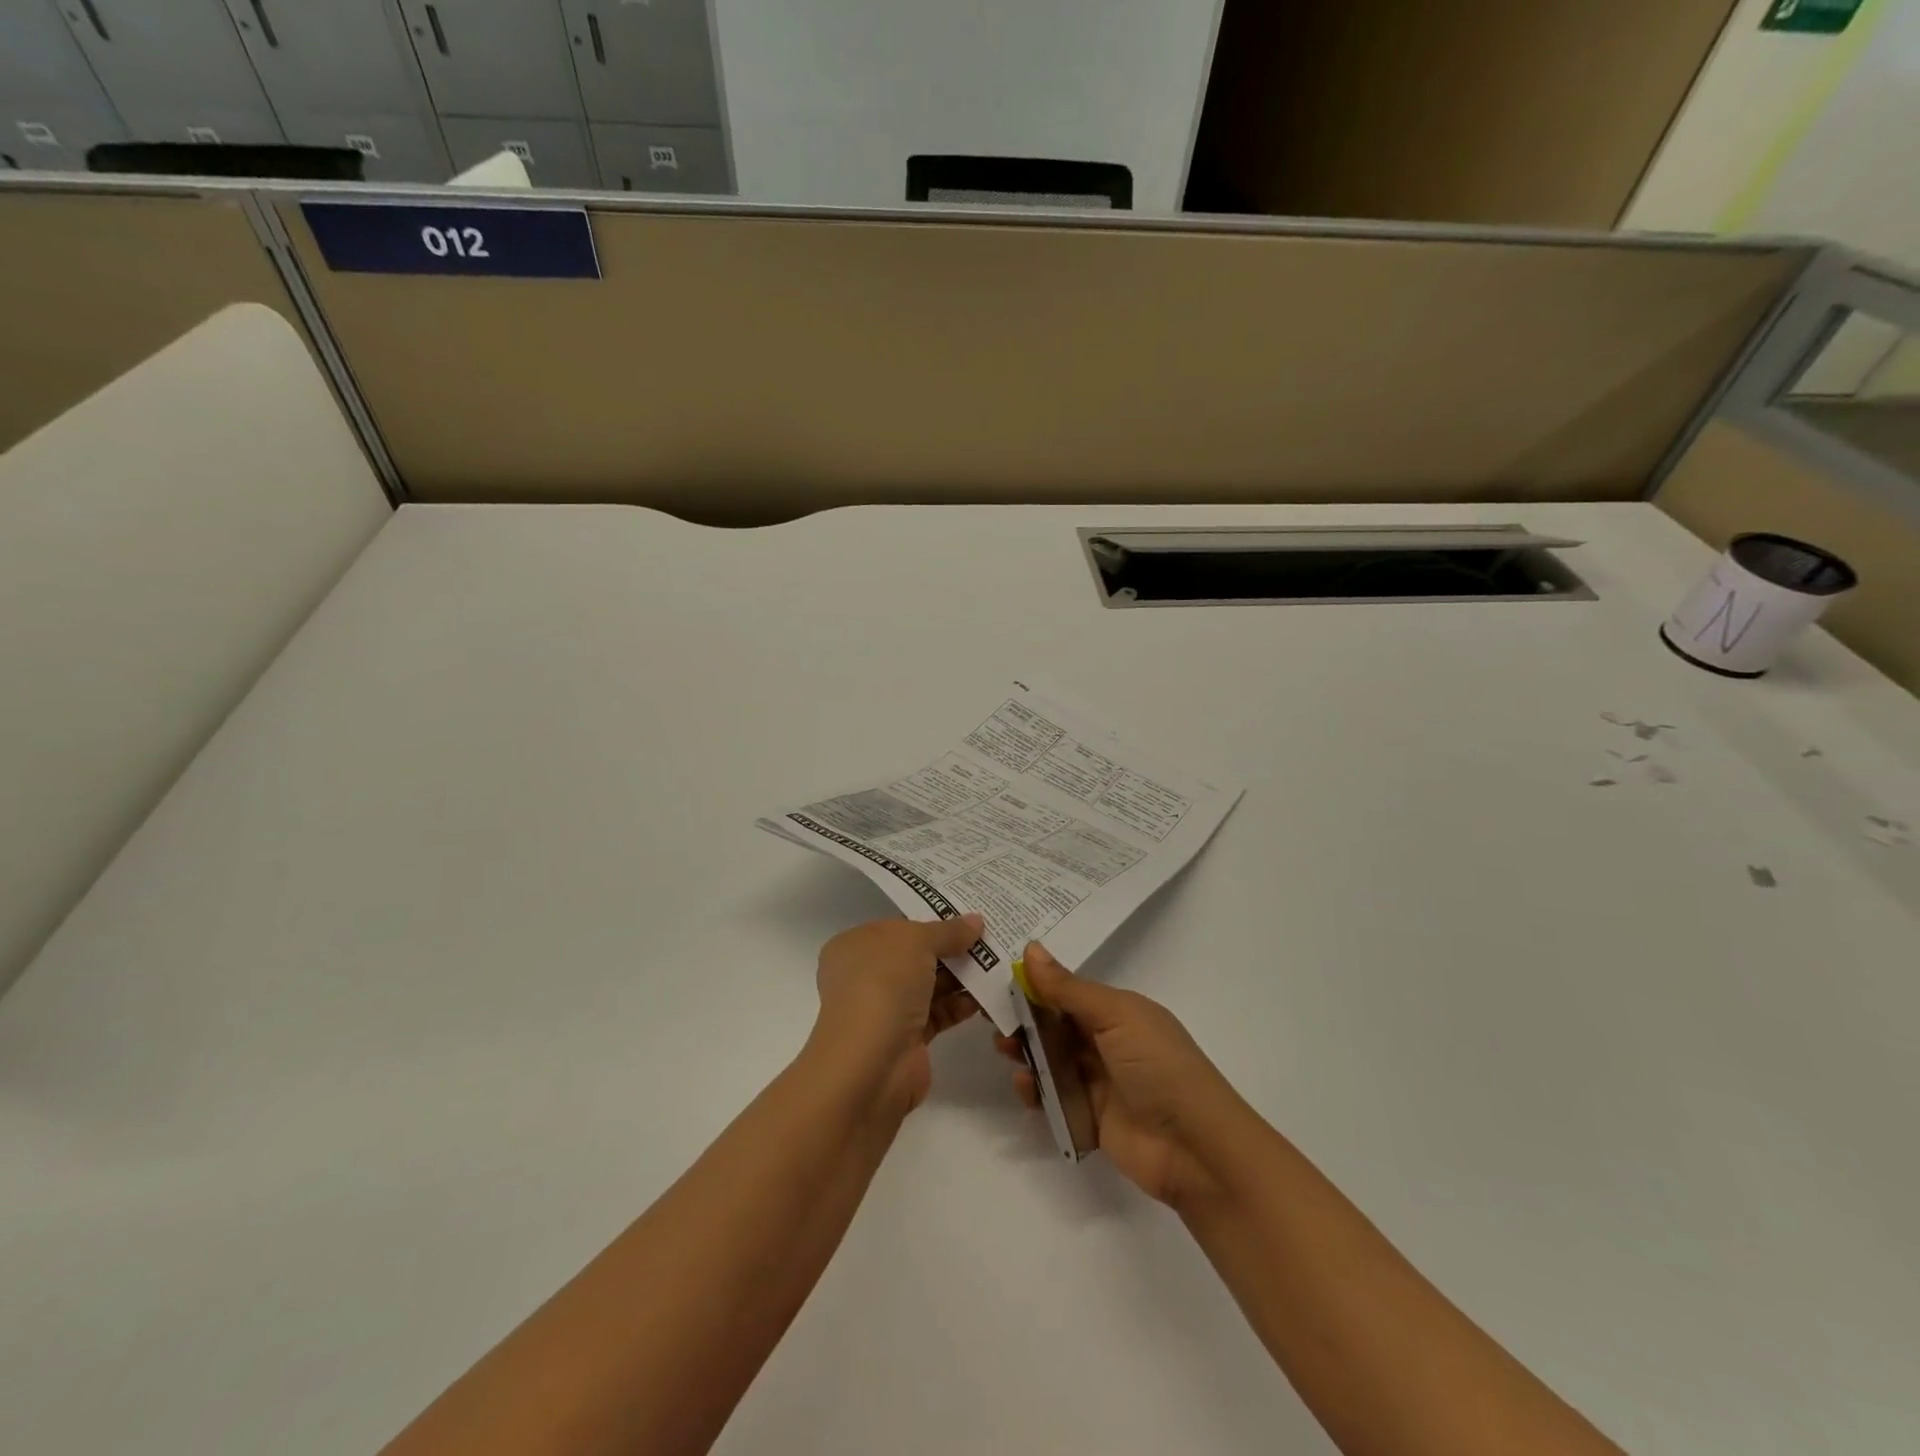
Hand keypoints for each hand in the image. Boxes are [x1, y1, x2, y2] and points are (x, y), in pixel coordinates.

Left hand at [812, 912, 986, 1113]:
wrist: (869, 1065)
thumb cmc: (882, 986)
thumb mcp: (916, 943)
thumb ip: (948, 931)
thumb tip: (976, 921)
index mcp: (857, 946)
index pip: (899, 927)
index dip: (932, 919)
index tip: (968, 916)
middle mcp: (868, 975)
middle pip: (917, 955)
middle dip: (952, 948)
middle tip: (991, 939)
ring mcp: (887, 1008)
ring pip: (930, 984)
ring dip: (962, 976)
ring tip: (998, 965)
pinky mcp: (908, 1037)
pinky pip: (939, 1012)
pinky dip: (961, 1004)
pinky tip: (988, 996)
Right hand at [996, 942, 1248, 1206]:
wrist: (1194, 1147)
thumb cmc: (1158, 1066)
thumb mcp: (1116, 1016)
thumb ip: (1068, 989)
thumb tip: (1030, 949)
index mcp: (1119, 1011)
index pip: (1069, 992)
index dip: (1037, 985)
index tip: (999, 980)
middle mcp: (1108, 1042)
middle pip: (1056, 1025)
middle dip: (1025, 1020)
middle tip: (993, 1020)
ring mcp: (1099, 1081)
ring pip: (1051, 1060)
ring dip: (1027, 1053)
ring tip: (1005, 1050)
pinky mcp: (1090, 1117)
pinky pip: (1054, 1097)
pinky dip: (1035, 1091)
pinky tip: (1024, 1086)